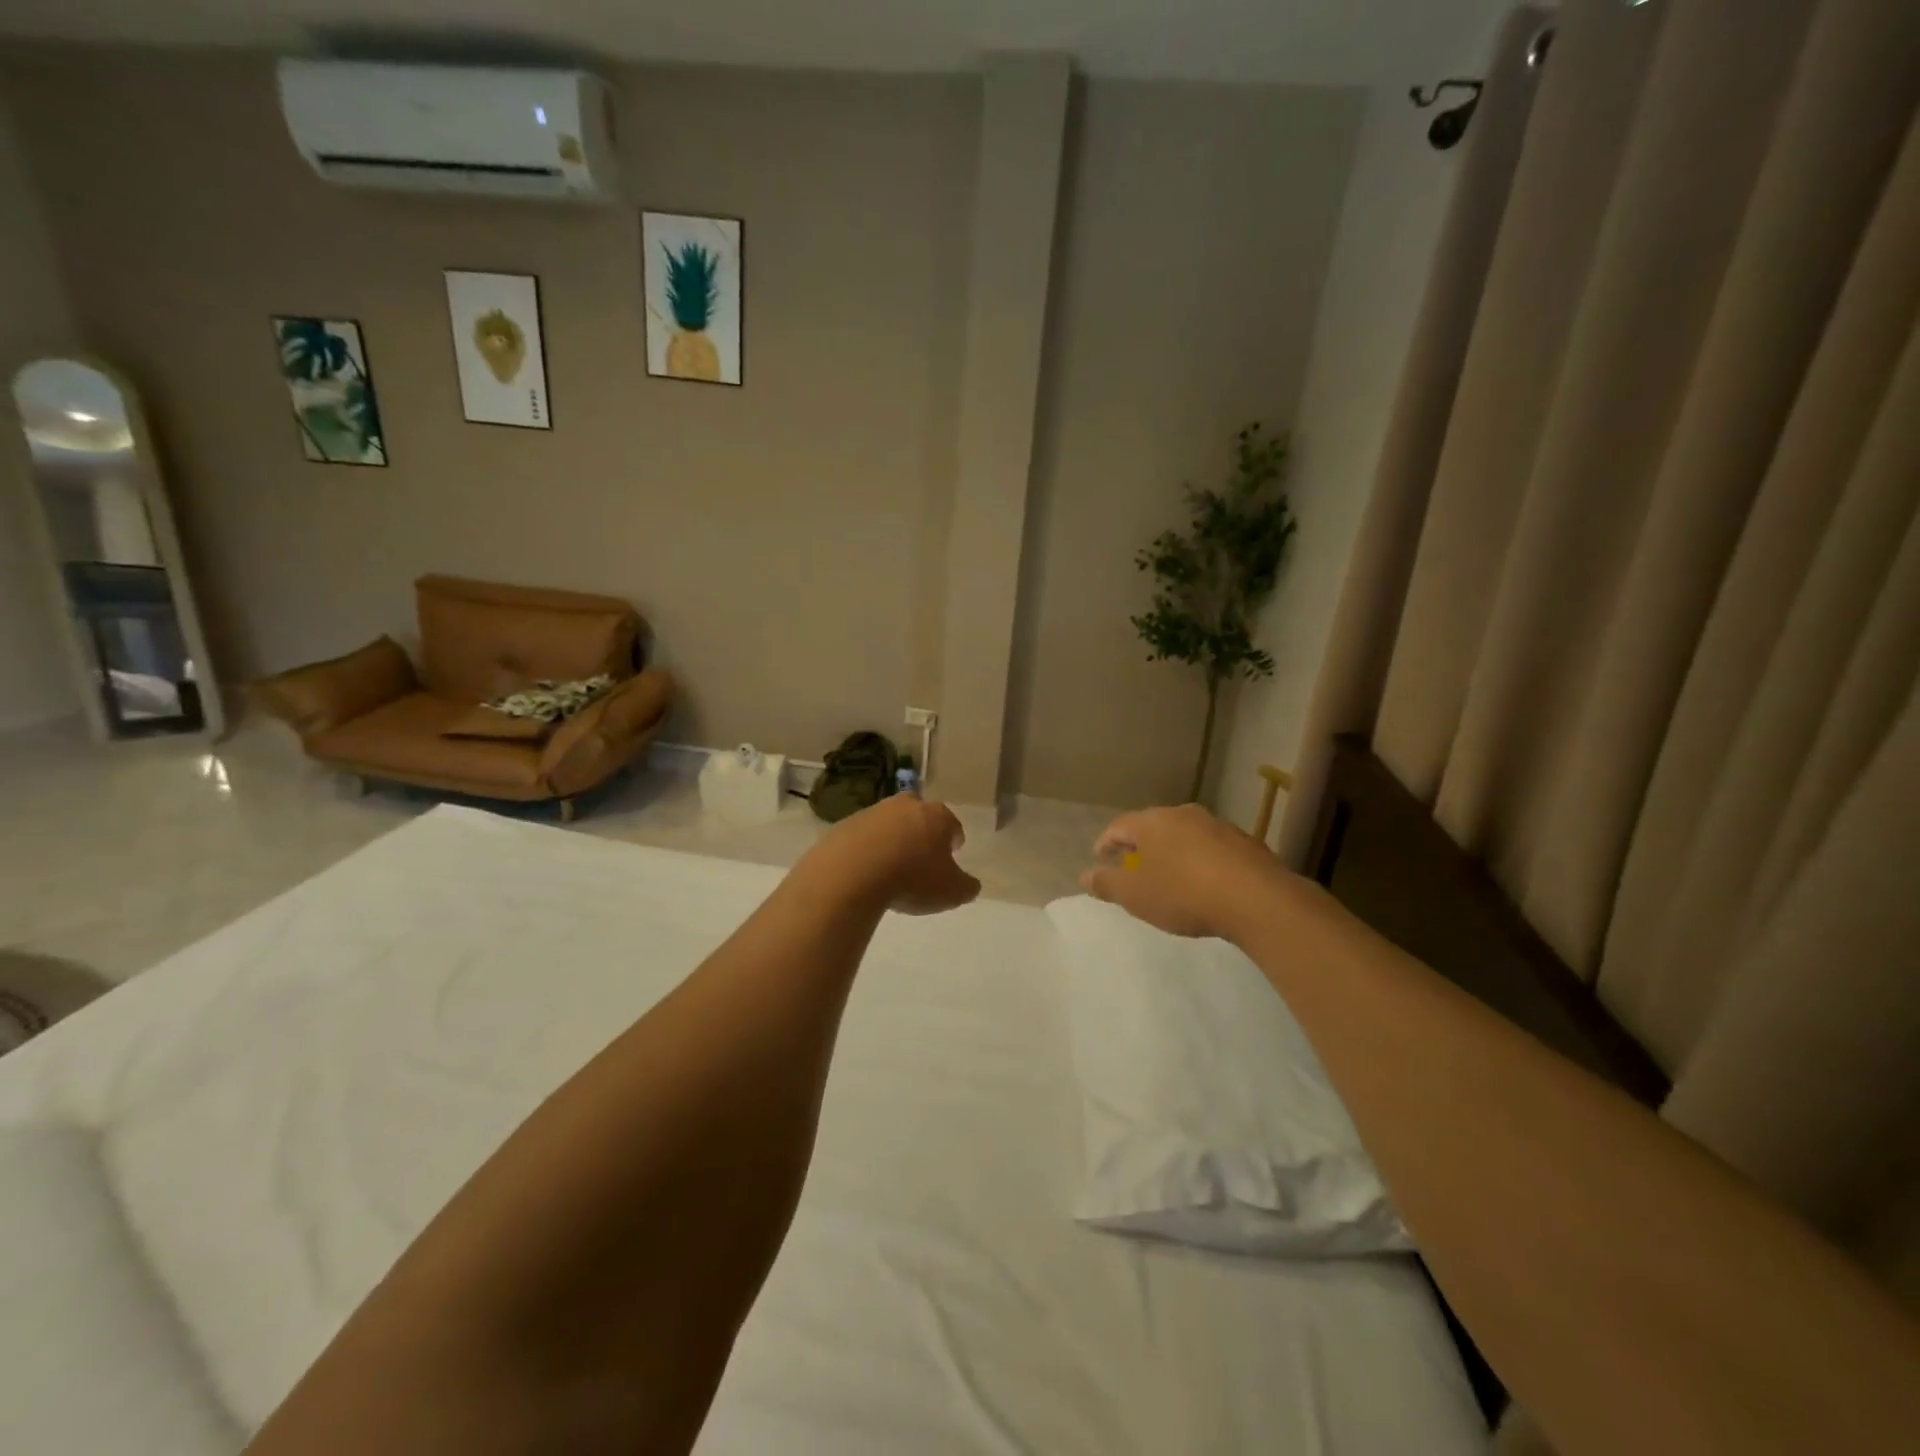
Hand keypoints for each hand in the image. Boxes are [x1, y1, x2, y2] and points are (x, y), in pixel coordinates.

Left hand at [805, 795, 981, 915]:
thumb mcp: (951, 892)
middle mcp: (905, 806)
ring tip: (892, 866)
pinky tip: (866, 870)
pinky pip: (863, 837)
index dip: (953, 839)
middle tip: (922, 853)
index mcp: (936, 816)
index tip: (953, 851)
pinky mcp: (845, 825)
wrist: (851, 874)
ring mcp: (872, 813)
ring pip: (889, 823)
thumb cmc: (912, 879)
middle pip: (919, 814)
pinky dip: (867, 849)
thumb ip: (966, 887)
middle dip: (922, 830)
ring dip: (893, 839)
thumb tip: (971, 885)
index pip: (951, 824)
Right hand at [1080, 803, 1293, 941]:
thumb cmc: (1184, 894)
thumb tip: (1085, 874)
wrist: (1257, 899)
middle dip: (1139, 845)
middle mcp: (1182, 814)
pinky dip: (1199, 859)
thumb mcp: (1135, 896)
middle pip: (1152, 826)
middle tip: (1132, 865)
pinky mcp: (1244, 841)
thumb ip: (1107, 883)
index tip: (1100, 857)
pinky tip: (1203, 879)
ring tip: (1168, 873)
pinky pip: (1211, 847)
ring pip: (1183, 834)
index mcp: (1151, 822)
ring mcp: (1216, 825)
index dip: (1106, 842)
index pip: (1118, 826)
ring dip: (1172, 850)